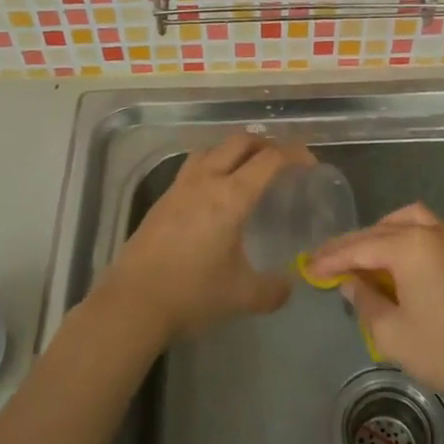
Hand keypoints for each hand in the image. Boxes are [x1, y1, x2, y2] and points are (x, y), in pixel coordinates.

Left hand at [101, 133, 311, 342]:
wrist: (133, 301)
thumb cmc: (192, 293)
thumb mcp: (242, 296)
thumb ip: (272, 290)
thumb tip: (287, 287)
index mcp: (231, 197)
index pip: (269, 159)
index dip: (294, 154)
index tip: (309, 164)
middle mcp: (206, 180)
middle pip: (240, 142)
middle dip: (266, 144)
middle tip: (282, 163)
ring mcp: (180, 186)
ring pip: (213, 148)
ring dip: (235, 150)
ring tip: (248, 170)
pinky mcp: (163, 198)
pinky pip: (194, 165)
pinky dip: (213, 165)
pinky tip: (215, 192)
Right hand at [307, 203, 443, 412]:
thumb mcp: (393, 334)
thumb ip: (365, 302)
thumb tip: (351, 283)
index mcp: (410, 246)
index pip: (359, 247)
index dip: (331, 258)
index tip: (308, 268)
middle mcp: (433, 231)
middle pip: (381, 230)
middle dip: (352, 245)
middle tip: (326, 262)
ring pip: (408, 221)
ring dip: (381, 235)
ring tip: (362, 258)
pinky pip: (429, 232)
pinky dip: (406, 239)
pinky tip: (397, 262)